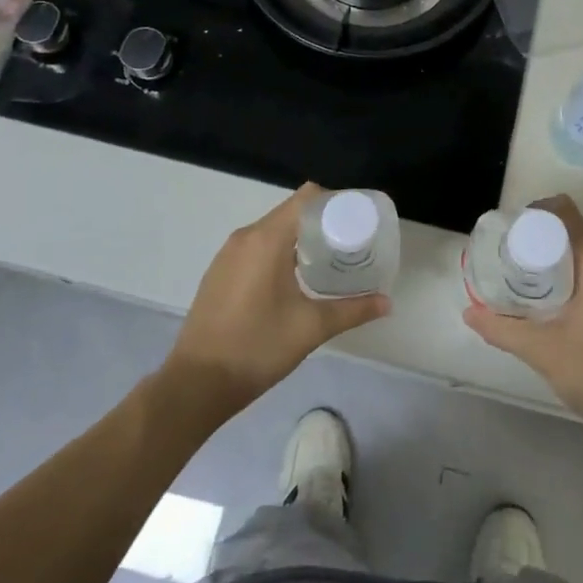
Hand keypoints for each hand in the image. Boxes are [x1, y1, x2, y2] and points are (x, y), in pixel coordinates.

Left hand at [166, 184, 388, 414]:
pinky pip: (255, 247)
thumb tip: (387, 302)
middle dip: (322, 222)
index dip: (335, 202)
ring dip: (299, 238)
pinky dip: (279, 251)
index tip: (358, 219)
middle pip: (291, 212)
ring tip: (327, 260)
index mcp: (267, 239)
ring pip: (272, 230)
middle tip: (350, 243)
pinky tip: (294, 279)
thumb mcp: (311, 328)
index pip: (307, 198)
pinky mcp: (219, 273)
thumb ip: (352, 310)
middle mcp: (245, 237)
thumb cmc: (257, 347)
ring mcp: (228, 255)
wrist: (195, 384)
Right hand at [463, 195, 582, 436]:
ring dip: (550, 260)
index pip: (564, 211)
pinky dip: (566, 276)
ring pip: (580, 254)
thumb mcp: (541, 349)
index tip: (508, 233)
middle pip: (569, 231)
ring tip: (519, 280)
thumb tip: (469, 312)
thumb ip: (502, 328)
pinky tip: (546, 303)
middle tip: (505, 259)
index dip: (533, 213)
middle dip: (536, 239)